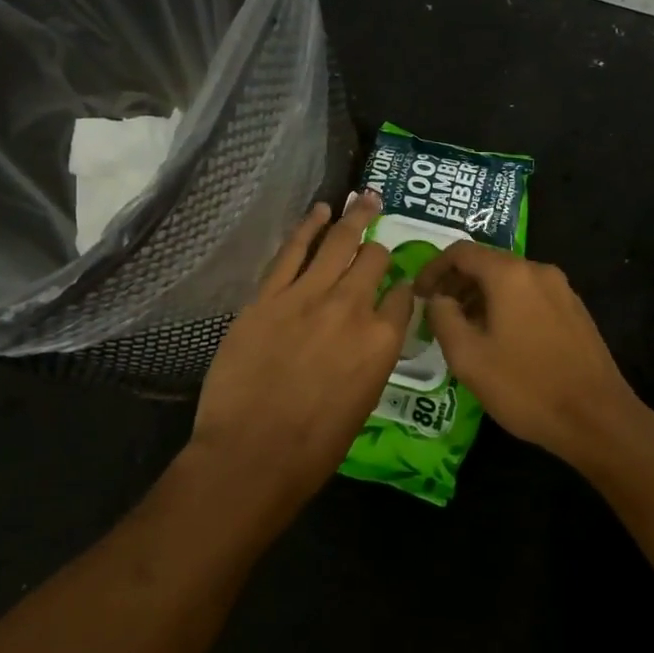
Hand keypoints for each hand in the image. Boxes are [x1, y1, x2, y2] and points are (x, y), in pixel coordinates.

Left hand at [190, 191, 411, 504]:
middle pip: (374, 261)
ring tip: (365, 199)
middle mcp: (352, 308)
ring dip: (355, 218)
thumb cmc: (313, 446)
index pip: (402, 298)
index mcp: (381, 341)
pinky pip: (293, 250)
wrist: (252, 453)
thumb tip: (367, 337)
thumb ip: (369, 359)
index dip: (401, 288)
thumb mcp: (362, 402)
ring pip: (339, 244)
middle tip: (380, 232)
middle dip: (378, 248)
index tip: (397, 286)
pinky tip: (320, 211)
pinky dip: (308, 226)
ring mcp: (308, 296)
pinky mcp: (269, 295)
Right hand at [415, 244, 653, 472]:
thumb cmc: (525, 386)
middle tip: (437, 315)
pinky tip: (500, 340)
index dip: (433, 269)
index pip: (461, 252)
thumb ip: (443, 318)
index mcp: (510, 274)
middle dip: (456, 283)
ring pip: (510, 281)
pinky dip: (506, 306)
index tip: (418, 295)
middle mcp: (538, 270)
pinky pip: (530, 296)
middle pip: (487, 263)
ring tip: (464, 331)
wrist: (597, 419)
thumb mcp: (468, 357)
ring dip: (480, 297)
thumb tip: (438, 299)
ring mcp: (562, 290)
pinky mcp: (575, 311)